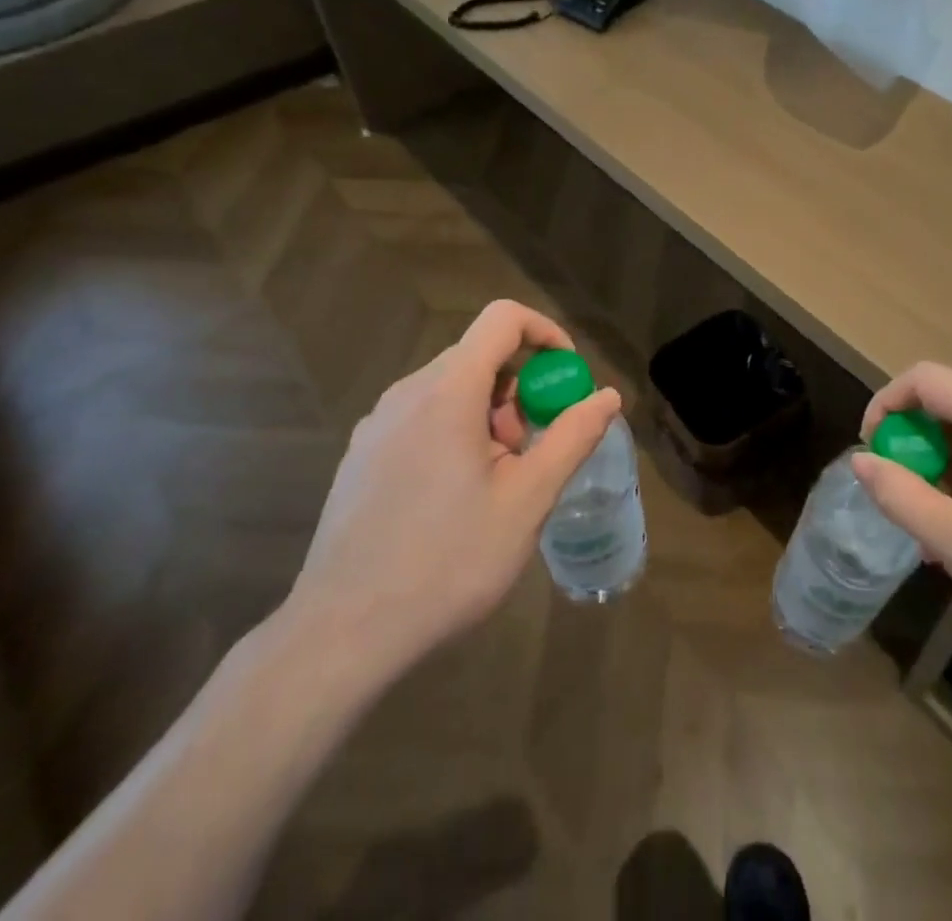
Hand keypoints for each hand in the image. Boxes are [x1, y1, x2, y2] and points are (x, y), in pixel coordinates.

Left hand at [277, 300, 621, 689]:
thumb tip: (608, 396)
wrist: (342, 633)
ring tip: (497, 482)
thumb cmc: (448, 560)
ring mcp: (377, 423)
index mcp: (448, 391)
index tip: (566, 378)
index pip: (503, 318)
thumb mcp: (528, 499)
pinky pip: (422, 416)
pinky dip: (455, 431)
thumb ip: (573, 437)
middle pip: (479, 355)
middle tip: (532, 449)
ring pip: (451, 388)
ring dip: (489, 414)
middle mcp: (407, 392)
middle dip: (520, 389)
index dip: (545, 333)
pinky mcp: (361, 454)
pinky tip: (455, 498)